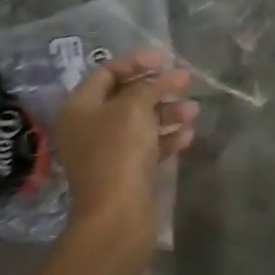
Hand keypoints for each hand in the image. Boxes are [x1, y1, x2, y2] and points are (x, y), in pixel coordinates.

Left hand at [55, 48, 196, 256]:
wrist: (117, 217)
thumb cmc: (119, 153)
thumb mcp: (134, 109)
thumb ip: (150, 86)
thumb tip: (167, 75)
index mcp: (79, 106)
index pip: (107, 72)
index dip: (137, 61)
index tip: (166, 57)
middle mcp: (89, 126)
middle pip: (126, 96)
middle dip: (158, 88)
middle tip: (186, 82)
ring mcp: (107, 151)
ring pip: (140, 122)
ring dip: (167, 113)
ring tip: (194, 111)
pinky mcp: (125, 172)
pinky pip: (147, 146)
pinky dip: (166, 138)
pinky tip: (189, 135)